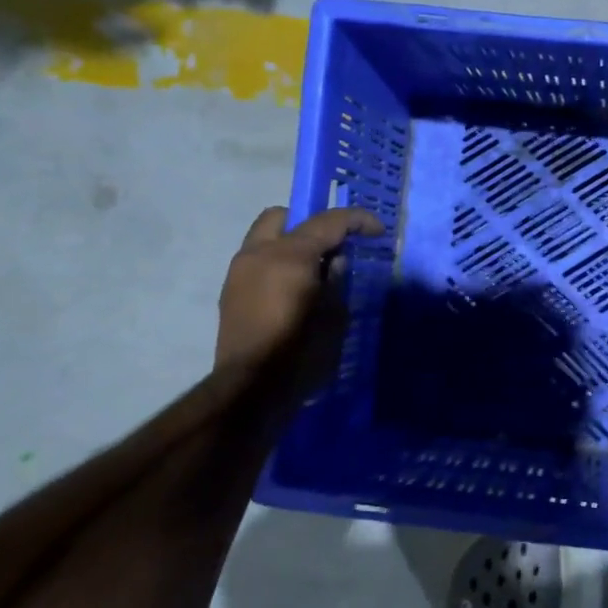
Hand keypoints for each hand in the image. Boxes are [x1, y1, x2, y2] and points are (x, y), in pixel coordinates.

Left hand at [215, 206, 383, 372]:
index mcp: (289, 255)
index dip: (357, 221)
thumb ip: (335, 279)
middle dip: (310, 224)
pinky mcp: (230, 292)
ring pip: (265, 238)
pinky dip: (276, 264)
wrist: (251, 390)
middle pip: (283, 217)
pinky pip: (257, 262)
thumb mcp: (334, 316)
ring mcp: (239, 272)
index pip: (328, 222)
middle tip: (332, 247)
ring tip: (312, 273)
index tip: (377, 231)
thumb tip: (334, 261)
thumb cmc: (301, 352)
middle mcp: (259, 253)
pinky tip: (291, 291)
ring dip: (290, 244)